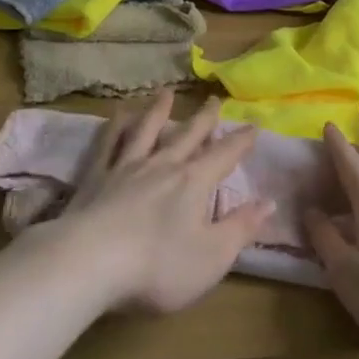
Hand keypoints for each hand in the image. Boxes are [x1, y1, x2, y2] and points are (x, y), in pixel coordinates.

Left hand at [33, 91, 272, 314]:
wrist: (90, 262)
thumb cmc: (158, 266)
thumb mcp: (212, 257)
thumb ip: (241, 228)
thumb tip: (269, 201)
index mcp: (193, 183)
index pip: (224, 155)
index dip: (240, 141)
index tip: (253, 125)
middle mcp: (163, 165)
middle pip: (188, 135)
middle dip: (204, 118)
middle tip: (214, 99)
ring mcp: (127, 167)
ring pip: (147, 130)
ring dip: (160, 110)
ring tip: (167, 92)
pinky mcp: (97, 176)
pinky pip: (109, 143)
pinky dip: (116, 126)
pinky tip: (118, 113)